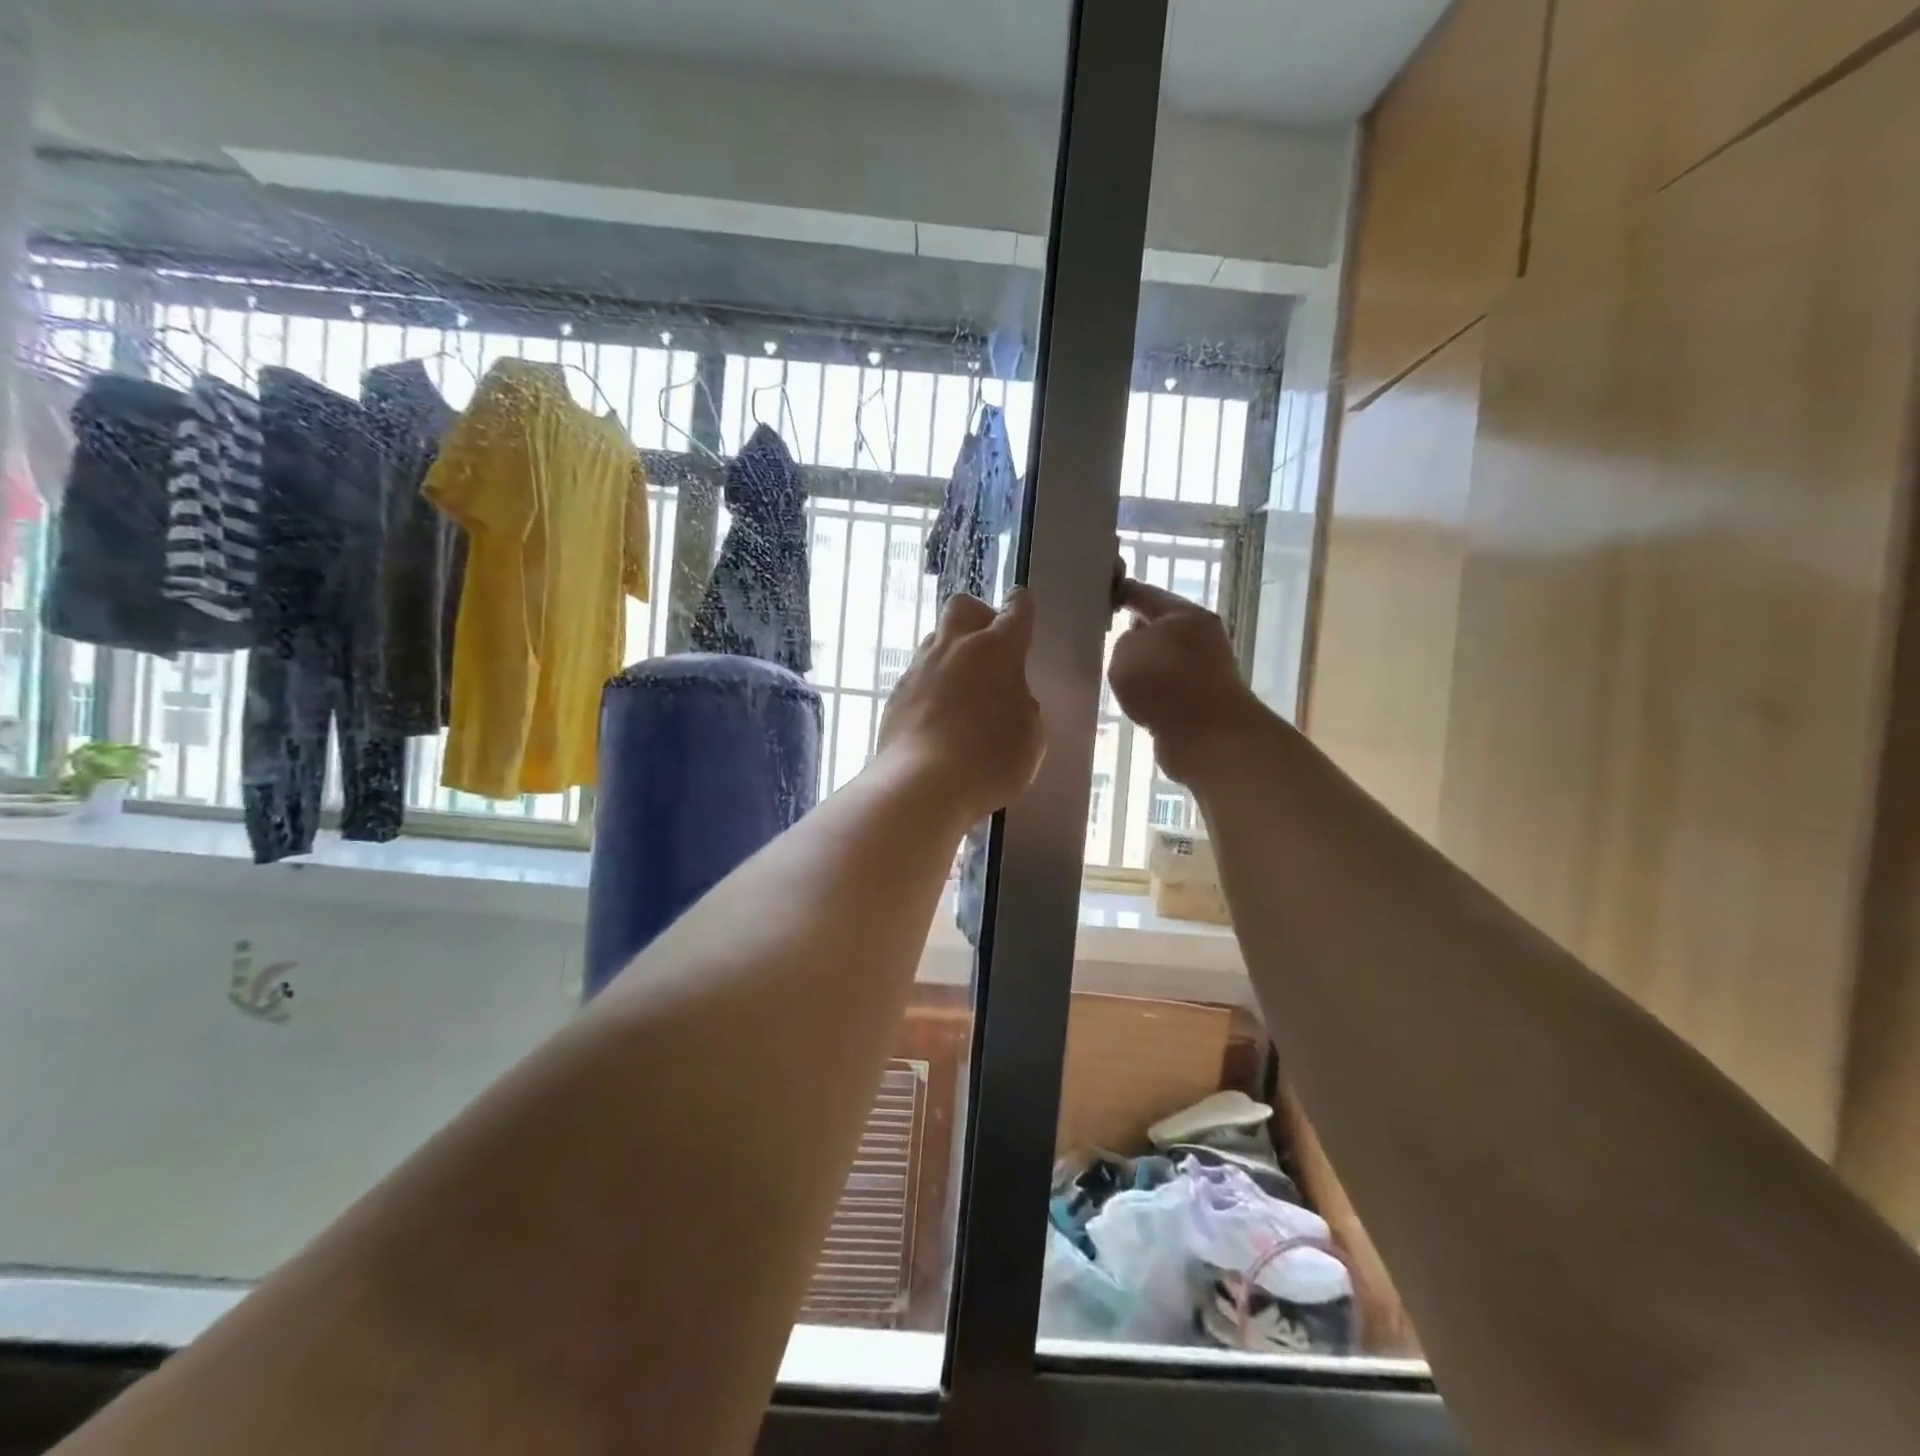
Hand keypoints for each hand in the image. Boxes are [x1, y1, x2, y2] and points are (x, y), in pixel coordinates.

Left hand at [878, 590, 1044, 822]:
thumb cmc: (990, 761)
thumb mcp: (1030, 735)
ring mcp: (920, 669)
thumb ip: (1022, 704)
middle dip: (979, 616)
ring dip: (952, 652)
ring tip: (964, 688)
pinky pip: (918, 676)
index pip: (1015, 610)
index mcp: (997, 651)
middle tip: (990, 648)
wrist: (922, 785)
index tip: (1021, 607)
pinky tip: (939, 716)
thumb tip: (1007, 694)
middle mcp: (954, 648)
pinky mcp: (896, 695)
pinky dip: (932, 686)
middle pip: (963, 606)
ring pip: (935, 639)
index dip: (1021, 606)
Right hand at [1108, 578, 1264, 786]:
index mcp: (1186, 614)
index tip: (1103, 595)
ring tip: (1117, 674)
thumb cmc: (1163, 682)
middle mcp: (1202, 637)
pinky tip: (1137, 700)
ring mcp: (1206, 670)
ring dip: (1145, 666)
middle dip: (1136, 631)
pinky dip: (1154, 692)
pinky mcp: (1204, 701)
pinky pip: (1170, 688)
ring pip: (1165, 660)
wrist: (1206, 736)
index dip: (1123, 592)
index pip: (1147, 594)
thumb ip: (1124, 641)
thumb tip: (1138, 648)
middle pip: (1162, 627)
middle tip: (1106, 636)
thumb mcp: (1126, 650)